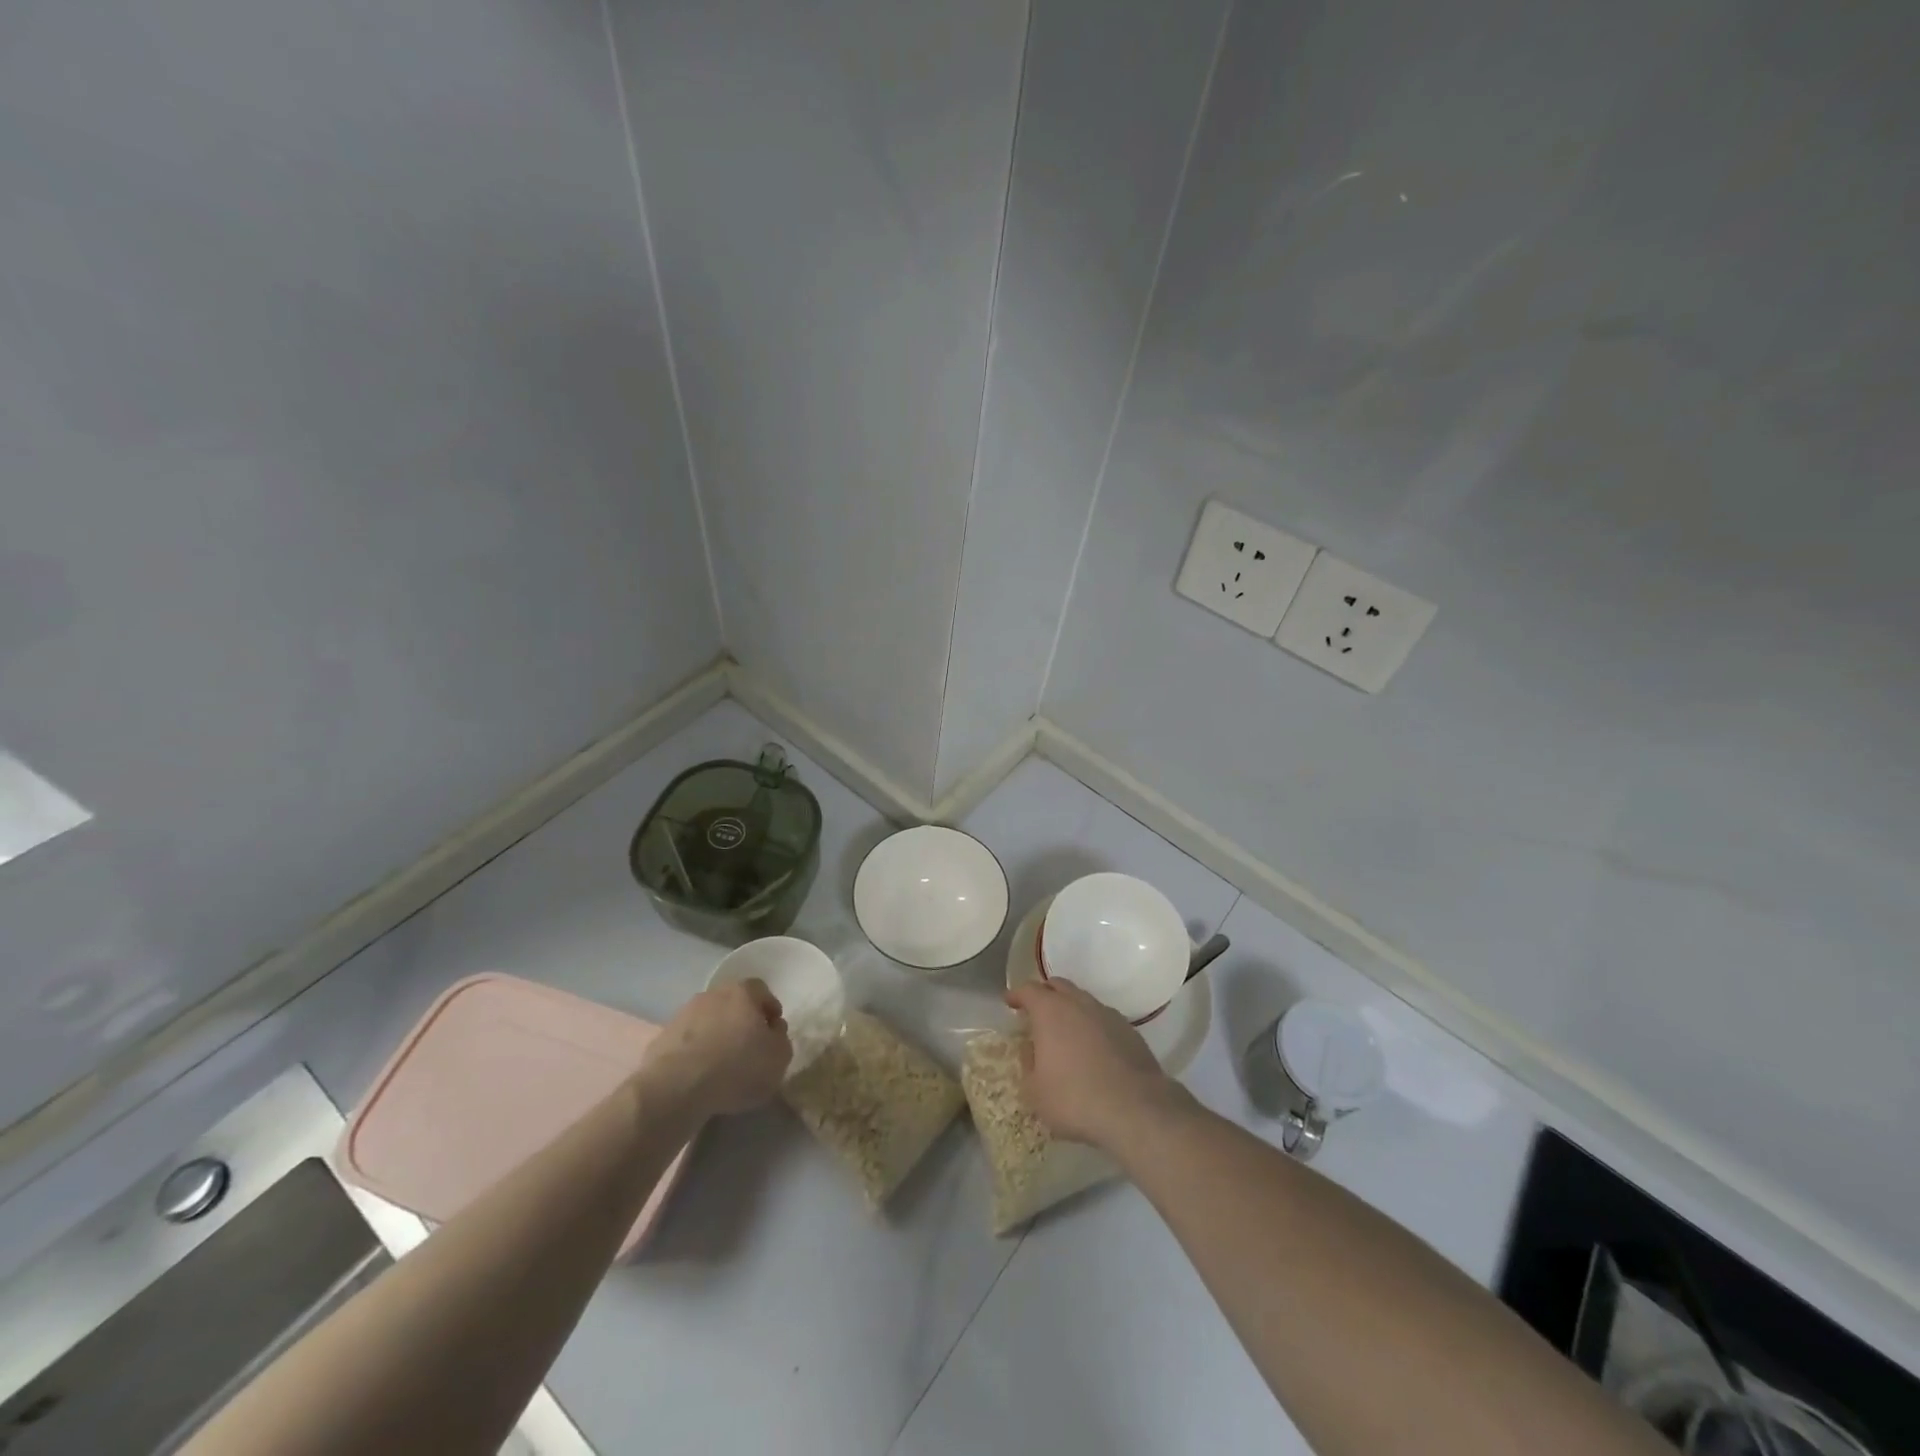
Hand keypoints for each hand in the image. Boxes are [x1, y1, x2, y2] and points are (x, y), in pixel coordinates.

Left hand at [640, 979, 791, 1117]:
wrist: (676, 1087)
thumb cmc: (737, 1066)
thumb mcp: (779, 1058)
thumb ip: (781, 1040)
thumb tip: (772, 1032)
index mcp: (743, 992)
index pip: (761, 991)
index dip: (769, 1010)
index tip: (772, 1033)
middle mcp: (712, 994)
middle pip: (732, 1004)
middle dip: (741, 1023)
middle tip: (748, 1049)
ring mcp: (684, 1014)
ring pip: (708, 1022)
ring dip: (715, 1037)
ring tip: (721, 1068)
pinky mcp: (662, 1038)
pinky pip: (687, 1042)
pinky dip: (694, 1054)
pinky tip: (698, 1077)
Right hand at [1005, 978, 1183, 1151]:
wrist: (1135, 1109)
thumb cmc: (1074, 1098)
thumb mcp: (1035, 1091)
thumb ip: (1028, 1065)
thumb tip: (1031, 1050)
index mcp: (1050, 1011)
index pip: (1028, 990)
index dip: (1017, 994)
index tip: (1010, 1002)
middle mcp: (1079, 1004)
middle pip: (1058, 986)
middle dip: (1045, 994)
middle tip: (1036, 1012)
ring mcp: (1107, 1015)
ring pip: (1083, 1000)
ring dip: (1071, 1009)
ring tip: (1066, 1031)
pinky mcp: (1130, 1031)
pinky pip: (1104, 1019)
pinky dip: (1093, 1026)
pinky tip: (1093, 1048)